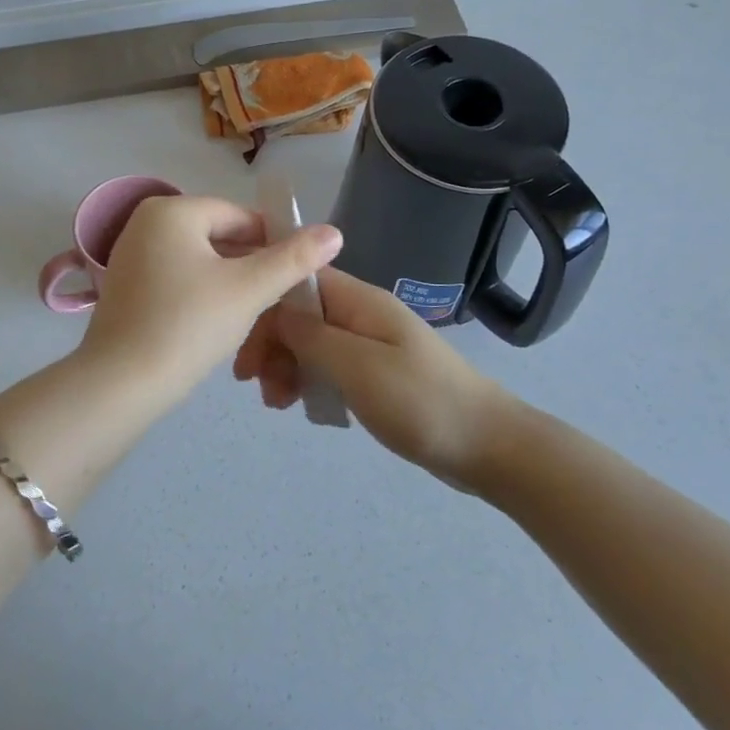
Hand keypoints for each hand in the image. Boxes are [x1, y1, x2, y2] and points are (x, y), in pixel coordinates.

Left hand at [78, 195, 343, 410]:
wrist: (120, 384)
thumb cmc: (188, 325)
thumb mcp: (248, 289)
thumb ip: (293, 258)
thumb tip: (334, 232)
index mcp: (172, 210)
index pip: (240, 216)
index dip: (275, 244)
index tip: (297, 278)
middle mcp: (145, 223)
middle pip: (219, 238)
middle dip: (251, 268)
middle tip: (278, 304)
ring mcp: (131, 255)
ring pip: (200, 262)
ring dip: (230, 285)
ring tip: (253, 318)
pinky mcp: (126, 287)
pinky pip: (177, 280)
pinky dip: (202, 296)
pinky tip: (216, 325)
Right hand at [233, 268, 511, 490]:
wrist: (487, 446)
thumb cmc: (420, 401)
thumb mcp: (357, 366)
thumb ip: (311, 335)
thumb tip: (273, 309)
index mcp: (359, 301)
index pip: (296, 283)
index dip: (264, 307)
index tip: (242, 348)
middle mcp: (361, 315)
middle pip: (299, 314)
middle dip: (270, 343)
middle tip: (253, 384)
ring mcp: (370, 344)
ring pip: (310, 343)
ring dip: (286, 366)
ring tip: (276, 403)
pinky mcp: (375, 373)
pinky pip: (328, 367)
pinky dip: (308, 381)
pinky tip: (300, 406)